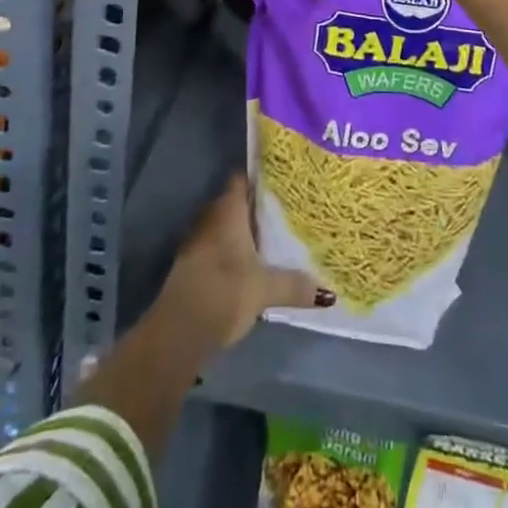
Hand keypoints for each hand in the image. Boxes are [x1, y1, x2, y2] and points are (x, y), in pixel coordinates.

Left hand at [159, 176, 330, 347]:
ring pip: (227, 228)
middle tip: (287, 209)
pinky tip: (253, 265)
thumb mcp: (266, 289)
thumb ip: (295, 285)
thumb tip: (327, 292)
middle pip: (236, 203)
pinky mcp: (193, 266)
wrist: (179, 331)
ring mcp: (199, 242)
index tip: (283, 178)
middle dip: (257, 207)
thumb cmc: (224, 292)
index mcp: (228, 210)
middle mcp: (211, 218)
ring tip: (275, 236)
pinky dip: (234, 253)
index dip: (260, 176)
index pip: (243, 179)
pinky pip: (219, 249)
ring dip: (245, 233)